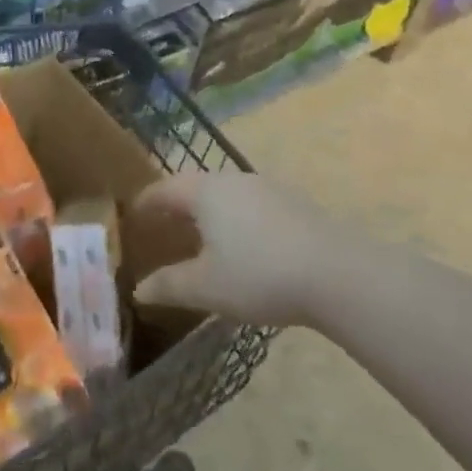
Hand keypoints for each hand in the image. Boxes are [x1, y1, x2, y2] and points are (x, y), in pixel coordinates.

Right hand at [131, 173, 337, 328]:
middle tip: (163, 228)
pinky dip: (235, 220)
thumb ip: (169, 286)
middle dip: (176, 206)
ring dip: (208, 213)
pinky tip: (244, 247)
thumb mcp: (206, 287)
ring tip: (202, 239)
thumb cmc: (259, 275)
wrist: (338, 275)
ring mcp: (267, 189)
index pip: (164, 189)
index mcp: (205, 192)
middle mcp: (233, 180)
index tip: (133, 216)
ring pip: (225, 195)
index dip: (145, 203)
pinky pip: (251, 205)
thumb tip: (138, 290)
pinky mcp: (294, 204)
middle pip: (195, 187)